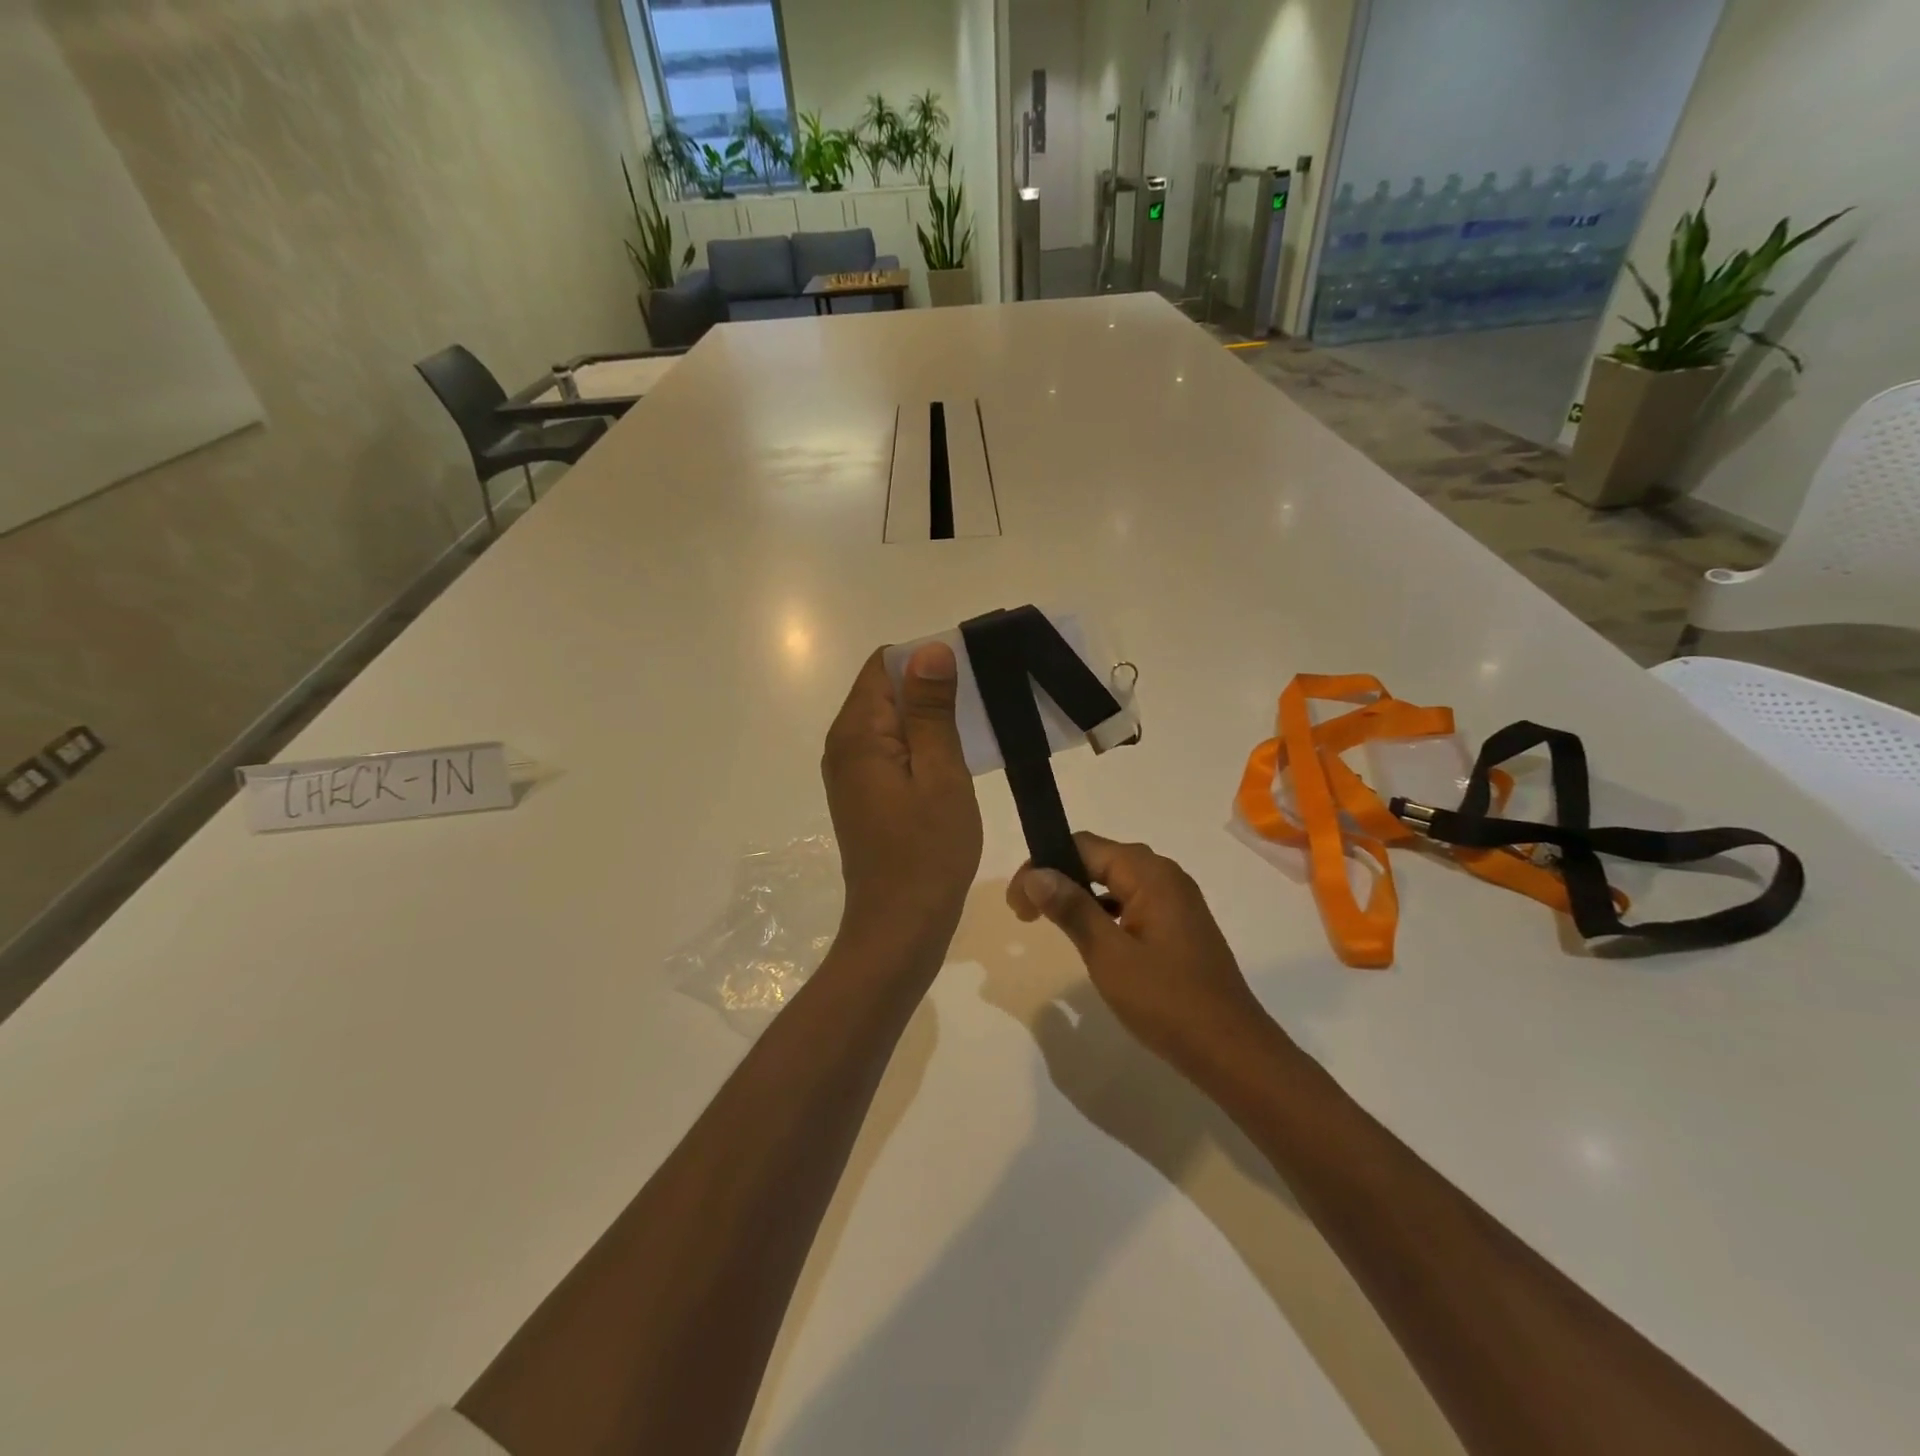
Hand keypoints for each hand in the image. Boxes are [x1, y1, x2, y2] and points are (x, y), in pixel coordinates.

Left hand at [823, 644, 982, 950]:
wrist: (900, 927)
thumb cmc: (927, 852)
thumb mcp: (940, 774)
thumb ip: (931, 710)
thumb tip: (929, 649)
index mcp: (857, 734)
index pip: (884, 665)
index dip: (927, 660)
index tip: (972, 674)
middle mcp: (844, 746)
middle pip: (886, 691)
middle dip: (932, 689)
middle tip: (984, 704)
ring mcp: (853, 773)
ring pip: (892, 722)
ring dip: (932, 719)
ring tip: (978, 730)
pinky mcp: (865, 795)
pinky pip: (893, 751)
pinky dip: (923, 746)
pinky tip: (956, 762)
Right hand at [1007, 834, 1271, 1074]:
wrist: (1231, 1051)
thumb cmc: (1167, 1001)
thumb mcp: (1109, 955)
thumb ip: (1072, 908)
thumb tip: (1035, 873)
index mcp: (1149, 873)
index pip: (1083, 846)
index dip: (1043, 865)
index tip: (1017, 903)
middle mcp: (1165, 875)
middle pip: (1098, 859)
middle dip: (1058, 878)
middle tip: (1026, 914)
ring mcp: (1176, 900)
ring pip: (1114, 882)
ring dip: (1079, 896)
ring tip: (1049, 923)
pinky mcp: (1179, 925)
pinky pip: (1131, 902)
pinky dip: (1103, 912)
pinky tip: (1090, 938)